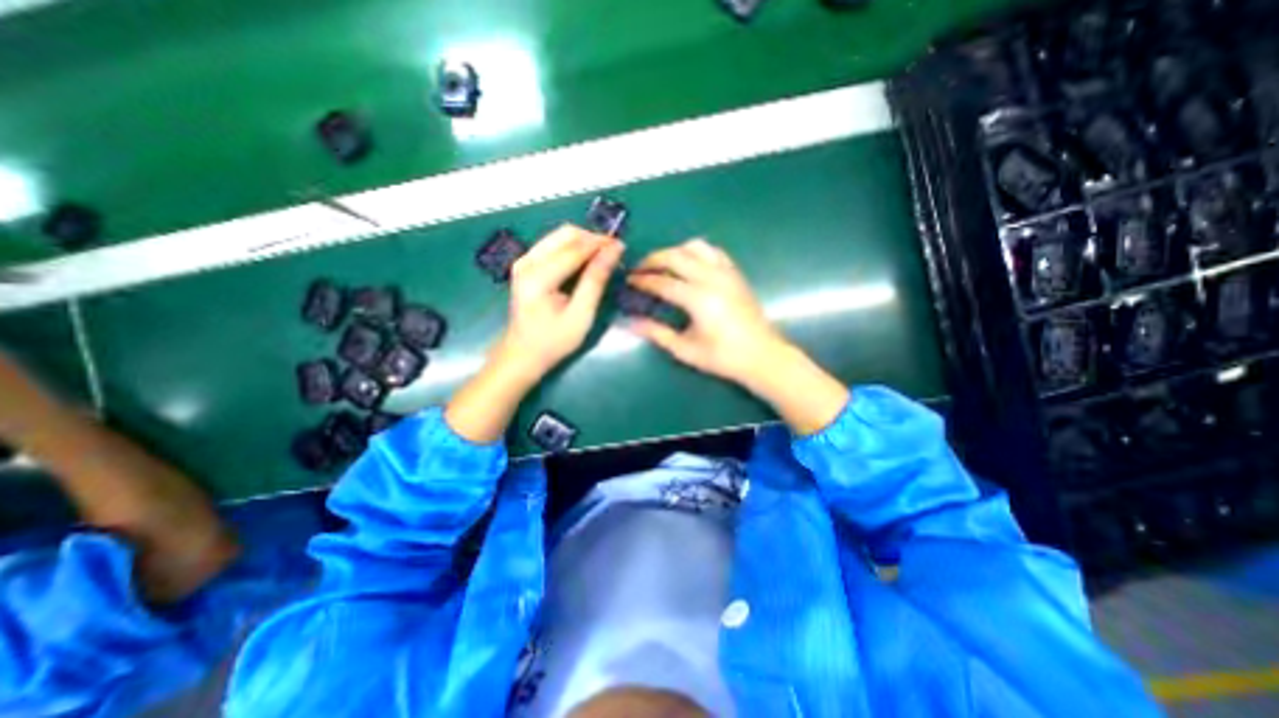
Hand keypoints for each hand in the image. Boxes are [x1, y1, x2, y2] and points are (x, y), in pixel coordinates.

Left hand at [447, 226, 625, 446]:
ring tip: (603, 258)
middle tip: (613, 253)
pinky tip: (586, 263)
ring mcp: (524, 260)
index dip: (601, 244)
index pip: (575, 249)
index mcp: (538, 277)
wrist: (522, 354)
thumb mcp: (581, 315)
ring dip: (584, 242)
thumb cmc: (553, 341)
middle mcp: (527, 261)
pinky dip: (573, 249)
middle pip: (565, 233)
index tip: (623, 246)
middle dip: (592, 239)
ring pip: (559, 236)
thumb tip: (614, 250)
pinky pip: (553, 245)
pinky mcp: (525, 264)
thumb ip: (596, 280)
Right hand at [627, 238, 845, 433]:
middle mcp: (712, 278)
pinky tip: (690, 265)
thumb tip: (631, 323)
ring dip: (675, 251)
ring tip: (664, 265)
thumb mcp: (686, 350)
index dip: (643, 280)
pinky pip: (713, 251)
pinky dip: (696, 252)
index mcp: (698, 299)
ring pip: (695, 247)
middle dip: (653, 259)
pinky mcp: (735, 273)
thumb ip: (657, 333)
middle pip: (676, 256)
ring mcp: (726, 272)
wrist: (762, 355)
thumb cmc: (723, 357)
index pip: (662, 282)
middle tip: (640, 269)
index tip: (629, 281)